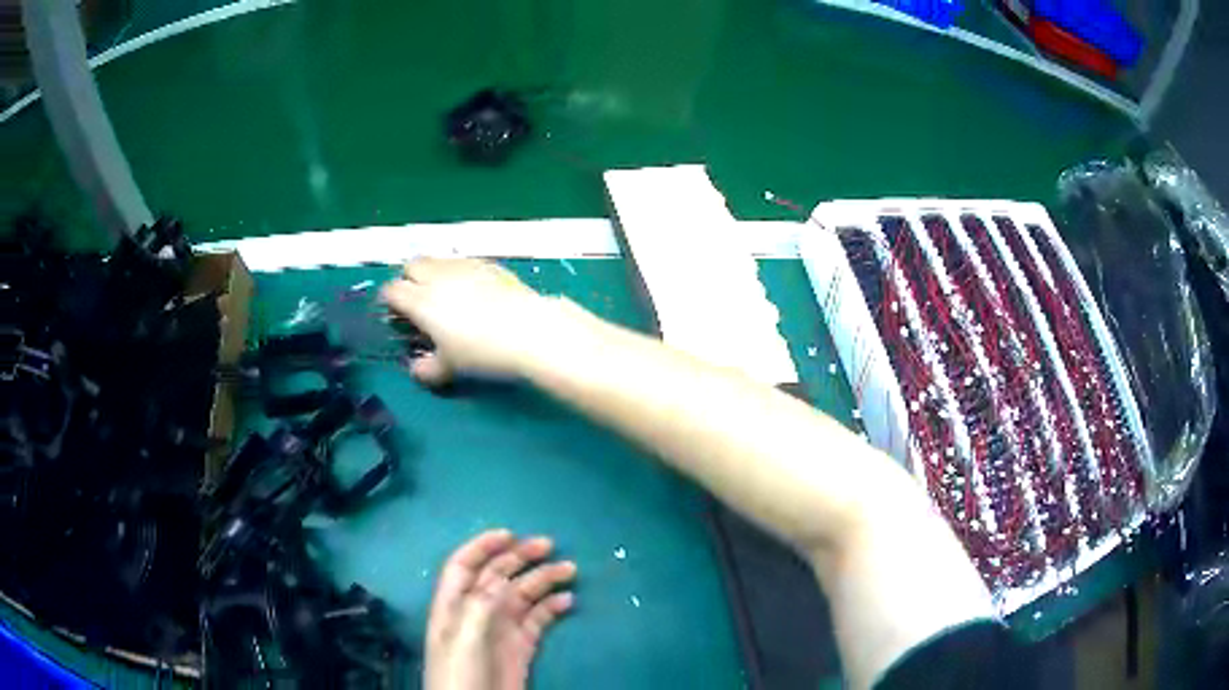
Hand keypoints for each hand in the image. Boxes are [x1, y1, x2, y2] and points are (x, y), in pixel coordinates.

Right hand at [381, 258, 577, 386]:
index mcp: (420, 301)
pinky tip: (472, 290)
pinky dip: (458, 272)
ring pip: (437, 260)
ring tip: (444, 293)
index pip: (392, 290)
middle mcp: (437, 277)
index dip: (389, 300)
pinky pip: (463, 262)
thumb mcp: (450, 368)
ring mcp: (464, 266)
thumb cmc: (482, 351)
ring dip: (433, 272)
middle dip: (409, 279)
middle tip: (418, 299)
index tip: (395, 313)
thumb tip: (416, 370)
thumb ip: (427, 369)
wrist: (529, 330)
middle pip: (412, 265)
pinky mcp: (488, 263)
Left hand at [425, 530, 576, 689]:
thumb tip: (501, 576)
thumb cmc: (459, 675)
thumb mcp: (463, 639)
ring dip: (543, 580)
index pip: (463, 566)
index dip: (482, 546)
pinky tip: (567, 600)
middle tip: (549, 545)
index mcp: (453, 606)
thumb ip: (480, 606)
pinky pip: (538, 620)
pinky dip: (552, 607)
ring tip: (570, 569)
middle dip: (520, 558)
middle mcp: (477, 613)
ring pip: (522, 596)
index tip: (510, 534)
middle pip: (497, 576)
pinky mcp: (521, 647)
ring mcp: (500, 630)